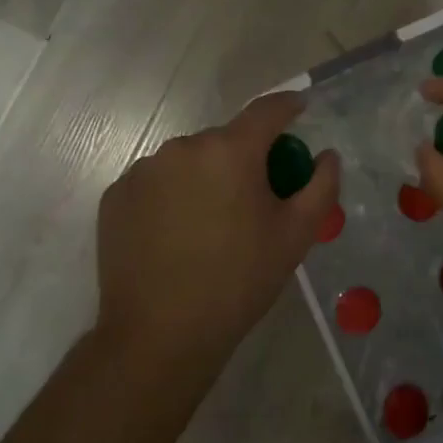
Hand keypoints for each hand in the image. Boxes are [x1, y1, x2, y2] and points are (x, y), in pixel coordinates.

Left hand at [95, 93, 338, 382]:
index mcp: (230, 151)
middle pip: (226, 139)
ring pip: (190, 160)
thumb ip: (321, 186)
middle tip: (257, 196)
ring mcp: (143, 171)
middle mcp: (183, 147)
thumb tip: (326, 155)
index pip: (267, 110)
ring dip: (208, 176)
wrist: (159, 336)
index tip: (299, 108)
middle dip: (246, 157)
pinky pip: (157, 181)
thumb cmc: (239, 281)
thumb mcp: (297, 235)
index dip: (288, 105)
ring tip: (213, 222)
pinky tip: (178, 233)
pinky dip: (174, 194)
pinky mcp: (116, 196)